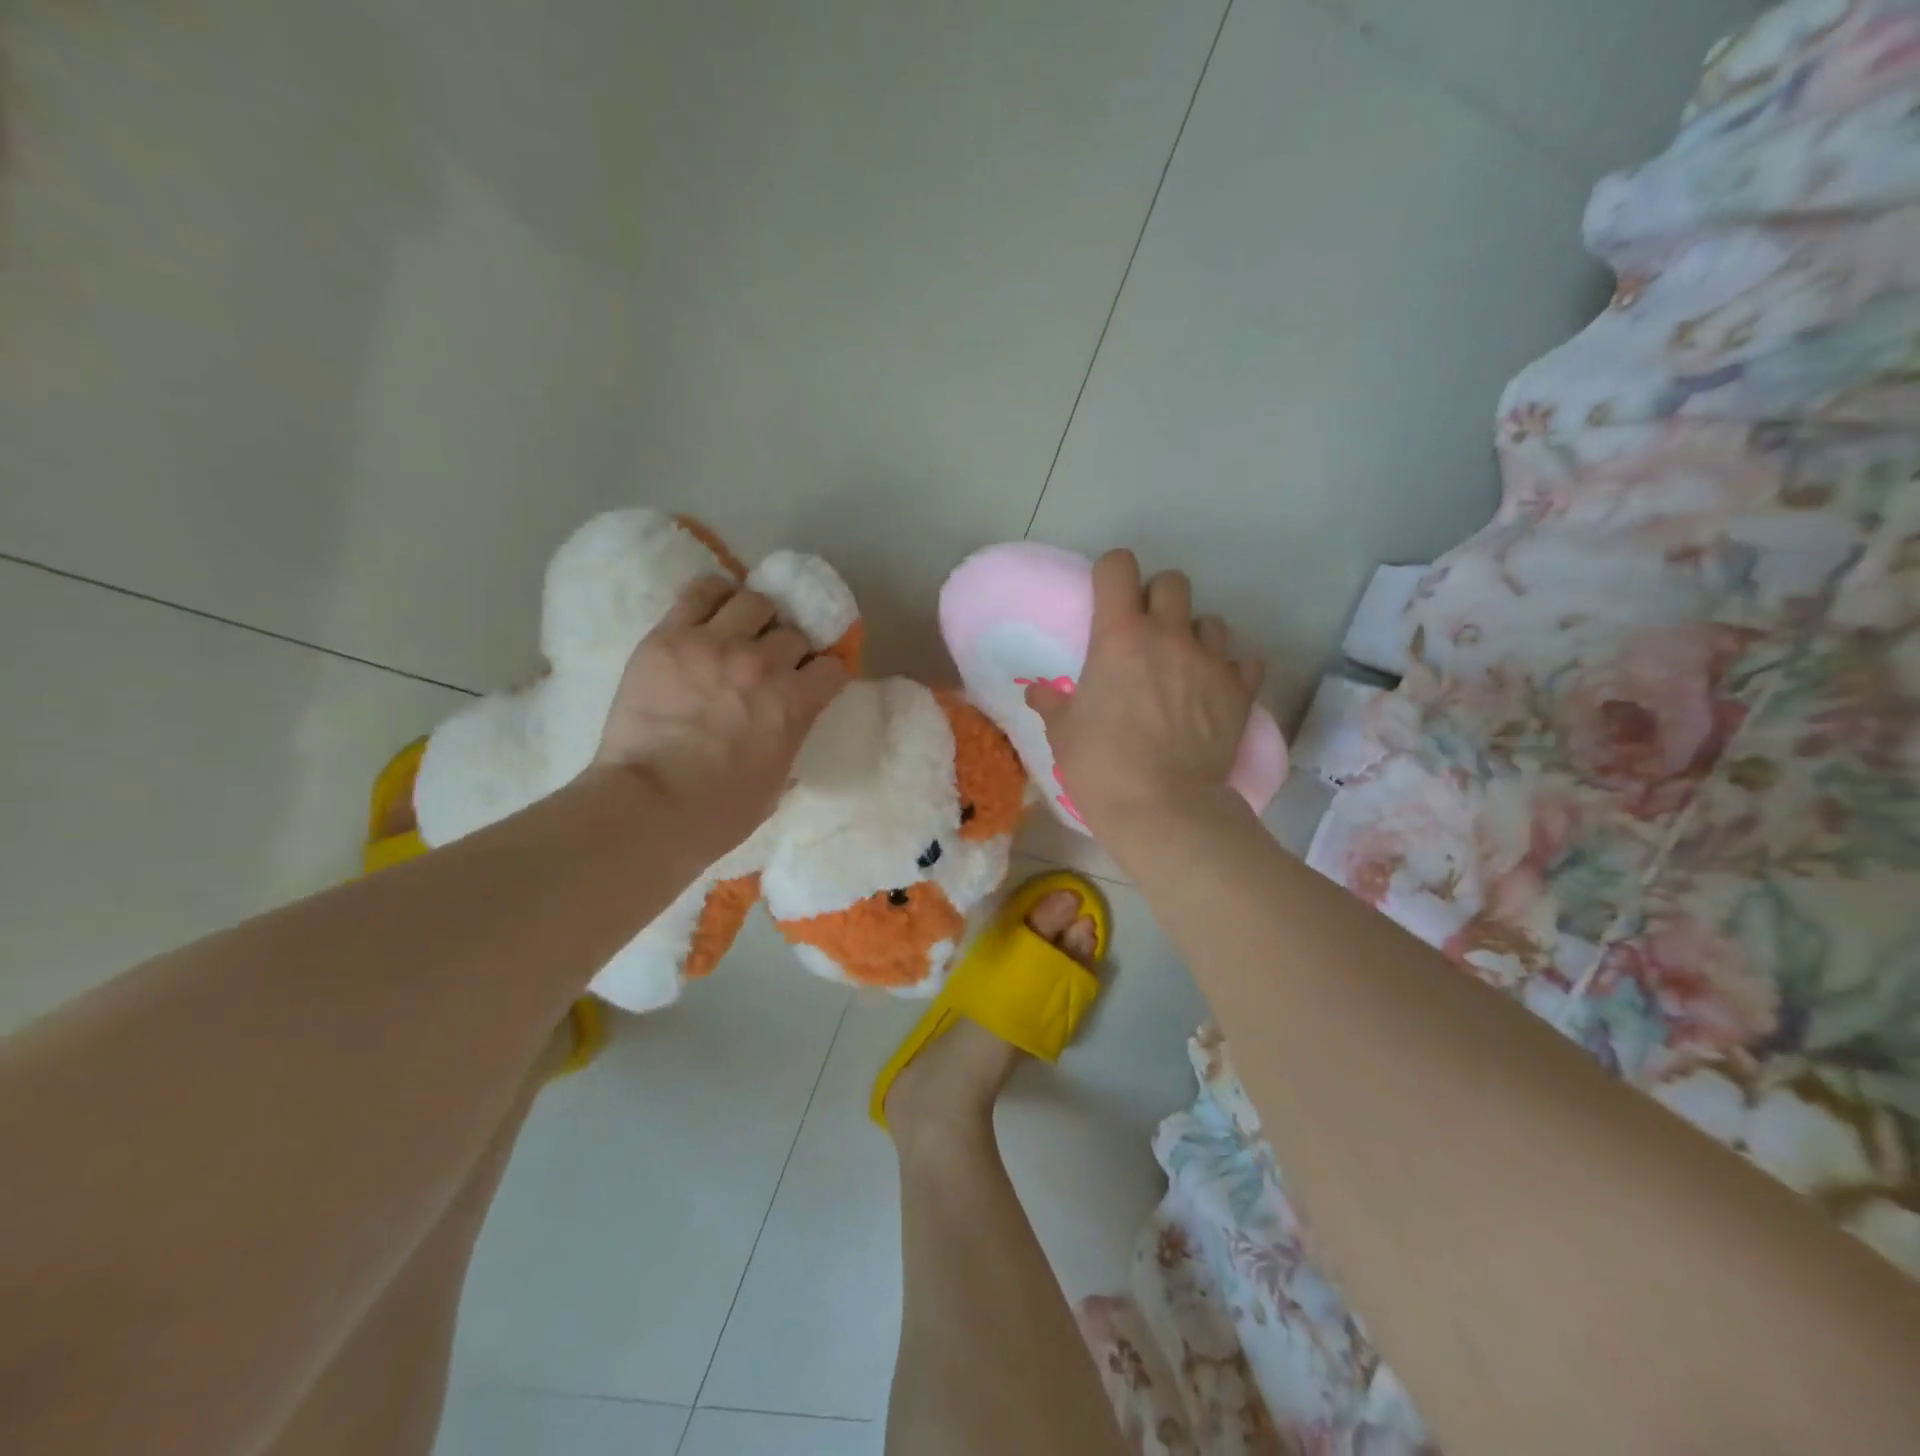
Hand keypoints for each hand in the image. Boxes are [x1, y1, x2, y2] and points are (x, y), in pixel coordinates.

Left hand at [593, 577, 849, 856]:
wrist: (648, 807)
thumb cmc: (719, 813)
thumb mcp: (776, 784)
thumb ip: (789, 743)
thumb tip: (787, 727)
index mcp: (795, 703)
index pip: (833, 667)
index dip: (826, 674)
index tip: (815, 682)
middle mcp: (763, 663)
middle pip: (794, 633)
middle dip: (789, 649)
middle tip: (772, 663)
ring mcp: (715, 643)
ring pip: (755, 601)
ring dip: (757, 617)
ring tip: (742, 631)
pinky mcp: (670, 636)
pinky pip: (702, 591)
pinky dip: (716, 594)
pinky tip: (714, 607)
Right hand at [1024, 550, 1263, 835]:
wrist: (1164, 808)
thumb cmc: (1101, 766)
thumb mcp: (1064, 733)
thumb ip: (1052, 703)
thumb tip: (1037, 691)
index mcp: (1118, 636)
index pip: (1118, 567)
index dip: (1111, 573)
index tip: (1106, 597)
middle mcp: (1168, 635)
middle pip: (1172, 582)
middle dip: (1157, 597)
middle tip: (1146, 632)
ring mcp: (1210, 661)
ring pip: (1211, 620)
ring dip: (1195, 634)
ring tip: (1184, 664)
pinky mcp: (1240, 690)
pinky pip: (1243, 661)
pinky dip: (1230, 669)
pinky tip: (1215, 690)